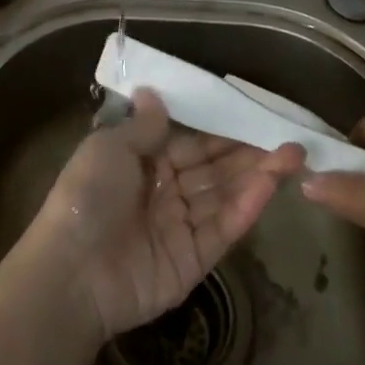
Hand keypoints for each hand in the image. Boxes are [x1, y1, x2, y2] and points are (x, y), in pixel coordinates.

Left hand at [22, 89, 304, 341]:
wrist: (72, 272)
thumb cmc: (87, 196)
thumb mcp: (110, 148)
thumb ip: (143, 126)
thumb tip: (153, 92)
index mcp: (141, 162)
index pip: (189, 142)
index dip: (219, 129)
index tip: (252, 113)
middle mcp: (164, 191)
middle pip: (212, 167)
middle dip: (246, 151)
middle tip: (285, 134)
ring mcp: (180, 227)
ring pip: (224, 194)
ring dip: (256, 174)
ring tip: (293, 154)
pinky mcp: (194, 260)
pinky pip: (223, 227)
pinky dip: (247, 206)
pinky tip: (271, 183)